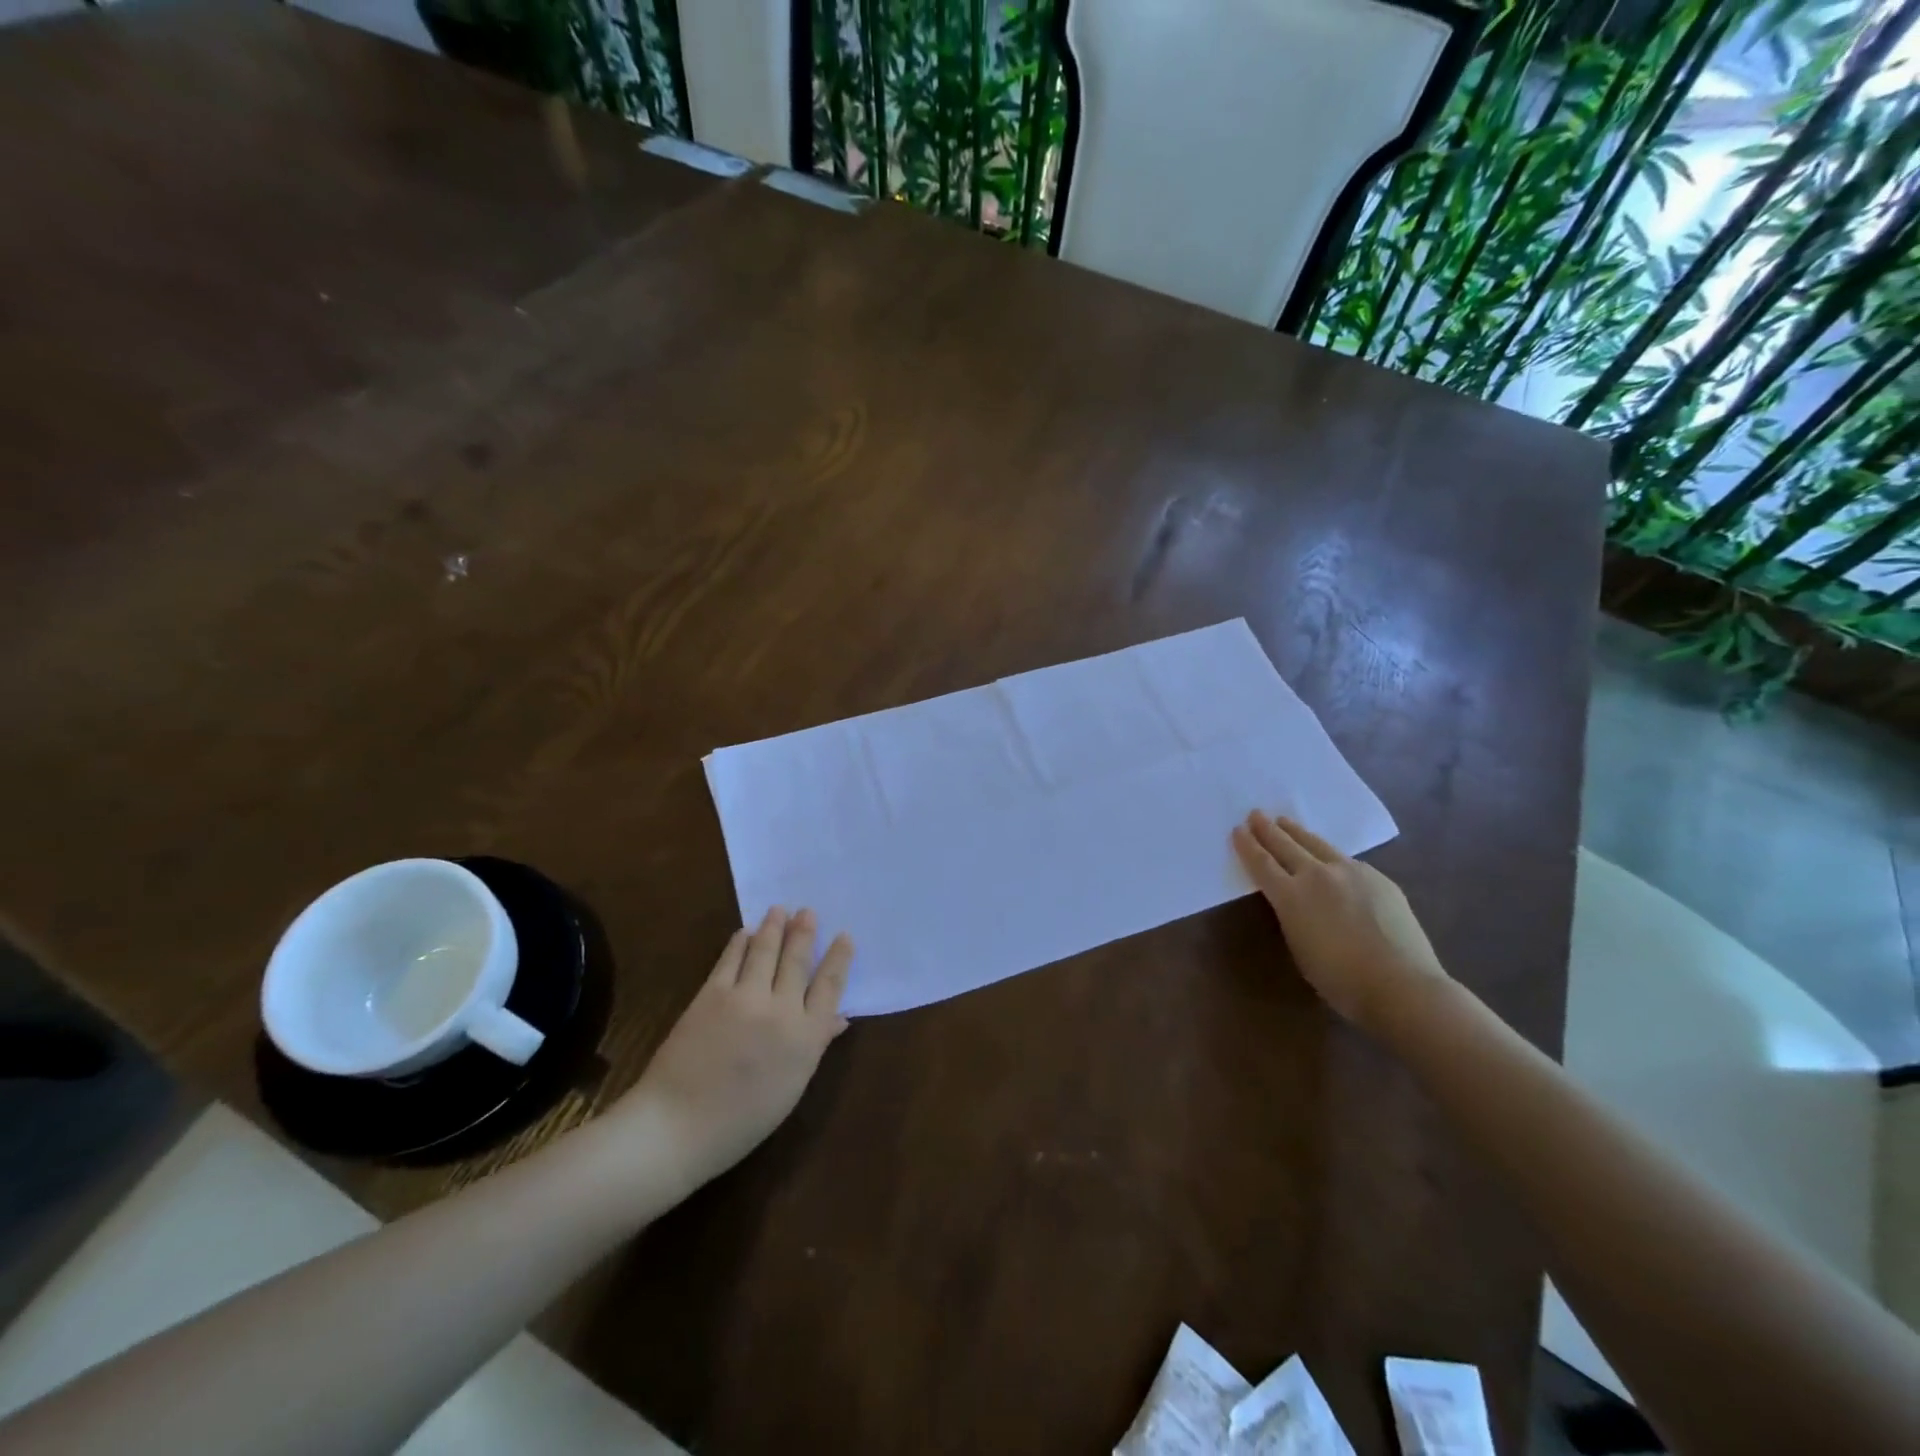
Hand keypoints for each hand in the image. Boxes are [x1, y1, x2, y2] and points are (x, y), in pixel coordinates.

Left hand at [615, 907, 850, 1197]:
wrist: (678, 1126)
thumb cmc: (743, 1119)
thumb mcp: (792, 1086)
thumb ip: (816, 1044)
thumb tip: (839, 1017)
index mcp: (806, 1036)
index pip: (830, 985)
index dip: (839, 958)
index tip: (844, 936)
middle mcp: (781, 1009)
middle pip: (797, 961)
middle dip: (805, 933)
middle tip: (808, 911)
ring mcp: (745, 998)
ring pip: (765, 951)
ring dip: (774, 927)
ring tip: (779, 910)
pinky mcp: (712, 994)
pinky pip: (731, 959)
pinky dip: (740, 942)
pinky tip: (744, 932)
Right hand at [1230, 811, 1447, 1034]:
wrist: (1401, 984)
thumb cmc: (1340, 979)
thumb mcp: (1299, 946)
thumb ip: (1292, 915)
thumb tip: (1295, 900)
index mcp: (1290, 896)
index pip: (1261, 863)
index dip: (1247, 846)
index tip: (1238, 830)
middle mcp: (1317, 875)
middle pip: (1286, 845)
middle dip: (1267, 829)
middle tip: (1255, 814)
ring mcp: (1351, 872)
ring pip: (1317, 844)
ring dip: (1297, 832)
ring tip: (1285, 822)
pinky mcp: (1378, 878)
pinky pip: (1346, 860)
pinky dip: (1329, 854)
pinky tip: (1329, 857)